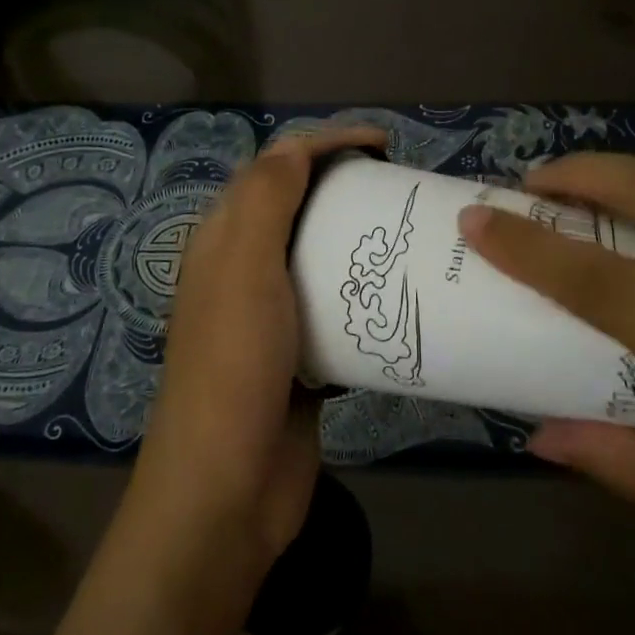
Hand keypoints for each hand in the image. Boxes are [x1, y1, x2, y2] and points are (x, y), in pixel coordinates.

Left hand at [0, 125, 389, 634]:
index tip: (384, 145)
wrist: (227, 492)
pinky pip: (339, 308)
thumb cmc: (235, 367)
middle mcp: (243, 270)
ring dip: (361, 239)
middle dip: (348, 186)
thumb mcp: (244, 269)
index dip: (326, 142)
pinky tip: (404, 296)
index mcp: (223, 240)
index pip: (275, 167)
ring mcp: (272, 316)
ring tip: (411, 235)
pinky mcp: (302, 357)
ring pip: (322, 257)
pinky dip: (367, 293)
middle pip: (300, 207)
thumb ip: (264, 200)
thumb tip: (297, 145)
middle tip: (403, 189)